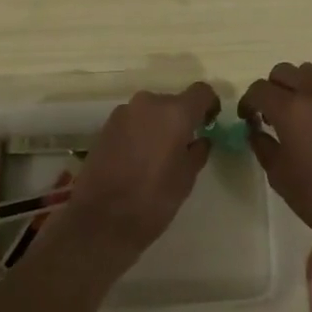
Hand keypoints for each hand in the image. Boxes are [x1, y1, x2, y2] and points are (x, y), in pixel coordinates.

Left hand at [59, 83, 215, 259]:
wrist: (100, 219)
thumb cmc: (152, 200)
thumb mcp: (186, 179)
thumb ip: (197, 152)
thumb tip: (200, 140)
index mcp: (175, 113)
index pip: (201, 92)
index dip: (209, 105)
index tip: (210, 123)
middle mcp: (149, 103)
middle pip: (173, 101)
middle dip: (181, 119)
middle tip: (183, 146)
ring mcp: (124, 112)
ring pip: (151, 111)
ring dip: (158, 125)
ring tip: (158, 156)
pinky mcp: (106, 126)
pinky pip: (132, 121)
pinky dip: (140, 132)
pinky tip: (137, 159)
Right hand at [238, 63, 311, 252]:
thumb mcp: (278, 175)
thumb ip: (262, 145)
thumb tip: (256, 130)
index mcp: (291, 110)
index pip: (259, 89)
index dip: (248, 101)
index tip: (247, 118)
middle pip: (285, 71)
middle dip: (272, 88)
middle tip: (270, 113)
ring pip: (311, 75)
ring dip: (297, 87)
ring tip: (297, 115)